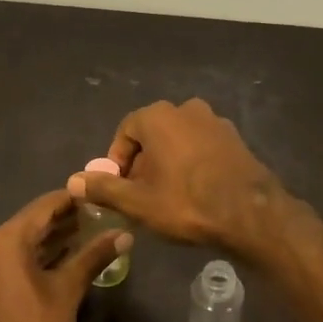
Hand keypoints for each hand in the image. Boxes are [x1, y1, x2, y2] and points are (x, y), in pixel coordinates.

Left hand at [0, 190, 129, 321]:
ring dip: (47, 241)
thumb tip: (124, 234)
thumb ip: (94, 256)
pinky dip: (30, 258)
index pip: (43, 206)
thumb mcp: (68, 291)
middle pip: (29, 224)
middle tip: (95, 217)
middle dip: (62, 221)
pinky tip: (55, 262)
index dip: (72, 199)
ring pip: (17, 244)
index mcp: (4, 240)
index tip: (96, 196)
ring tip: (82, 237)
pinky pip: (6, 262)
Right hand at [66, 98, 284, 252]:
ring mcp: (214, 121)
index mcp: (158, 116)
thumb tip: (74, 180)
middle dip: (143, 162)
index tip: (118, 187)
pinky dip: (192, 162)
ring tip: (167, 194)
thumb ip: (104, 188)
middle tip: (140, 193)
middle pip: (152, 134)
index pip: (125, 131)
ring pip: (178, 139)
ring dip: (168, 162)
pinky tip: (195, 190)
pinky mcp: (234, 138)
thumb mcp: (137, 201)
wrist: (249, 213)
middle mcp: (186, 109)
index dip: (117, 161)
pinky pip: (202, 146)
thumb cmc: (186, 202)